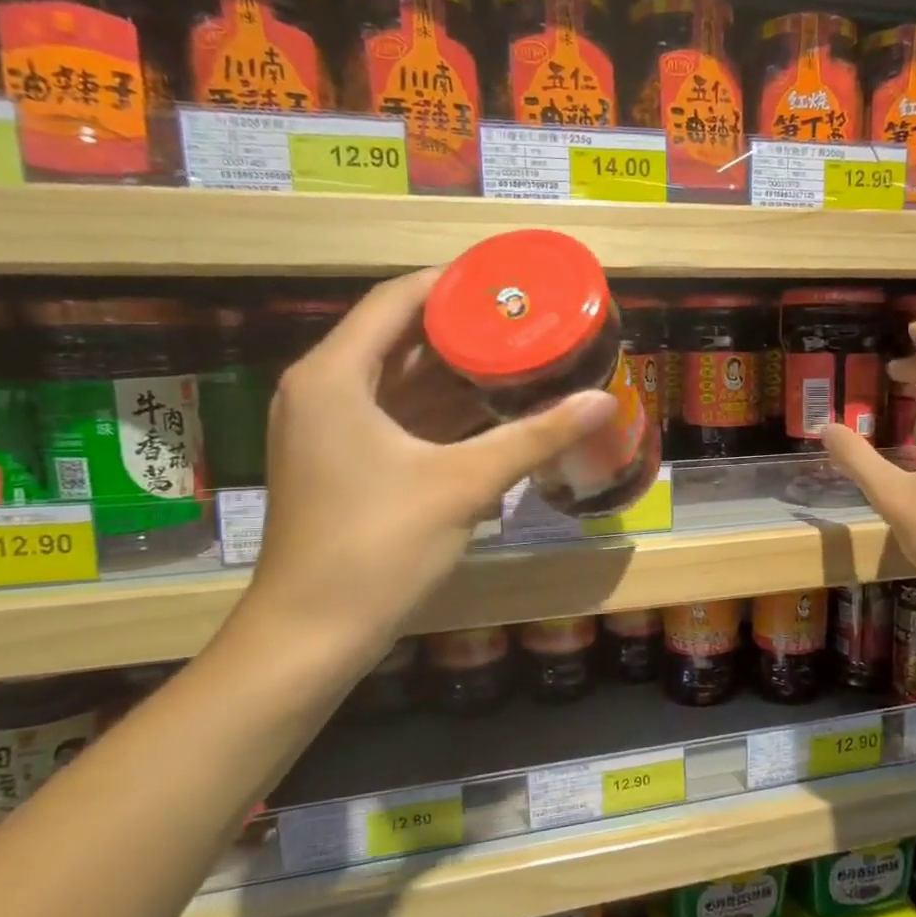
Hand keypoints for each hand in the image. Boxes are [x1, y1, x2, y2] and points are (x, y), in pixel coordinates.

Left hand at [239, 269, 615, 669]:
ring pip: (399, 381)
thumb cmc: (378, 546)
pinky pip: (397, 417)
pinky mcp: (343, 463)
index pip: (396, 300)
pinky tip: (492, 409)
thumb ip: (535, 437)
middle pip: (398, 337)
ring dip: (455, 371)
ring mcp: (330, 430)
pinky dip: (441, 410)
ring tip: (520, 355)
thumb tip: (604, 402)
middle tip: (526, 320)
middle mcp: (324, 390)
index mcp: (334, 375)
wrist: (311, 634)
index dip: (453, 284)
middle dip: (463, 329)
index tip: (508, 282)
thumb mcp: (463, 484)